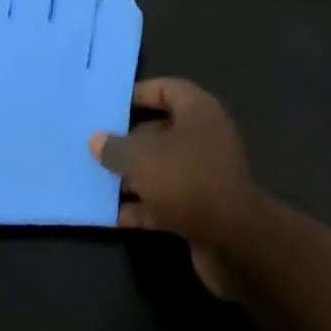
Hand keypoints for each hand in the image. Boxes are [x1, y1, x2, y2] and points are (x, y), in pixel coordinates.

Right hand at [90, 79, 257, 298]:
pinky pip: (166, 200)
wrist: (234, 241)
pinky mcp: (201, 208)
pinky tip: (113, 215)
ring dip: (132, 176)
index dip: (139, 94)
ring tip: (97, 181)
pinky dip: (143, 206)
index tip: (111, 106)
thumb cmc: (187, 179)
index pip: (166, 89)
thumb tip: (96, 140)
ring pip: (161, 167)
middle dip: (129, 140)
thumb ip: (117, 147)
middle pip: (160, 130)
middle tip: (97, 147)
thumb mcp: (143, 158)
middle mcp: (204, 136)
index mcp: (197, 110)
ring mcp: (204, 174)